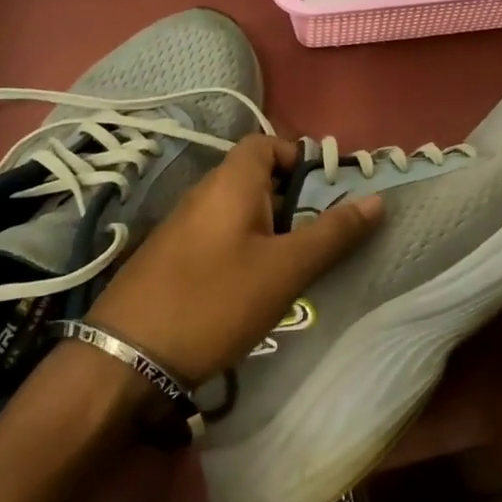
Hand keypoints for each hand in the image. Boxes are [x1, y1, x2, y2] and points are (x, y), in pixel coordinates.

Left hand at [85, 135, 382, 386]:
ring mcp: (183, 226)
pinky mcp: (173, 257)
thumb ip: (332, 233)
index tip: (329, 190)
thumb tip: (375, 200)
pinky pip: (222, 235)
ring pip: (240, 210)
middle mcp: (204, 193)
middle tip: (322, 233)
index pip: (267, 143)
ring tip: (297, 263)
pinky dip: (247, 247)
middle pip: (257, 177)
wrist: (126, 359)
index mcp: (231, 182)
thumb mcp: (285, 268)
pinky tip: (257, 286)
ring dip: (273, 227)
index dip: (300, 157)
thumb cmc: (215, 300)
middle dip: (295, 199)